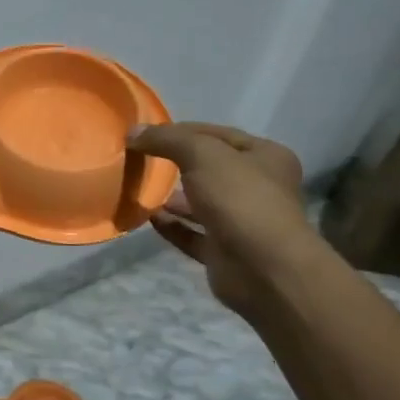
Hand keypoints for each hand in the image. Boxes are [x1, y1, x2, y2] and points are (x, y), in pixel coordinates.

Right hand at [125, 122, 312, 316]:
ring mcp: (242, 222)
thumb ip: (167, 139)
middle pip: (211, 169)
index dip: (183, 131)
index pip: (218, 135)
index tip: (147, 134)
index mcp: (265, 157)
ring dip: (173, 198)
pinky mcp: (225, 252)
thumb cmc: (240, 199)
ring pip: (201, 204)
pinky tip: (148, 217)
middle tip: (141, 161)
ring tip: (140, 189)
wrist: (262, 268)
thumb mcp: (202, 155)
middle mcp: (259, 188)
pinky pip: (192, 234)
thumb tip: (133, 132)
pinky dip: (172, 226)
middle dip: (177, 165)